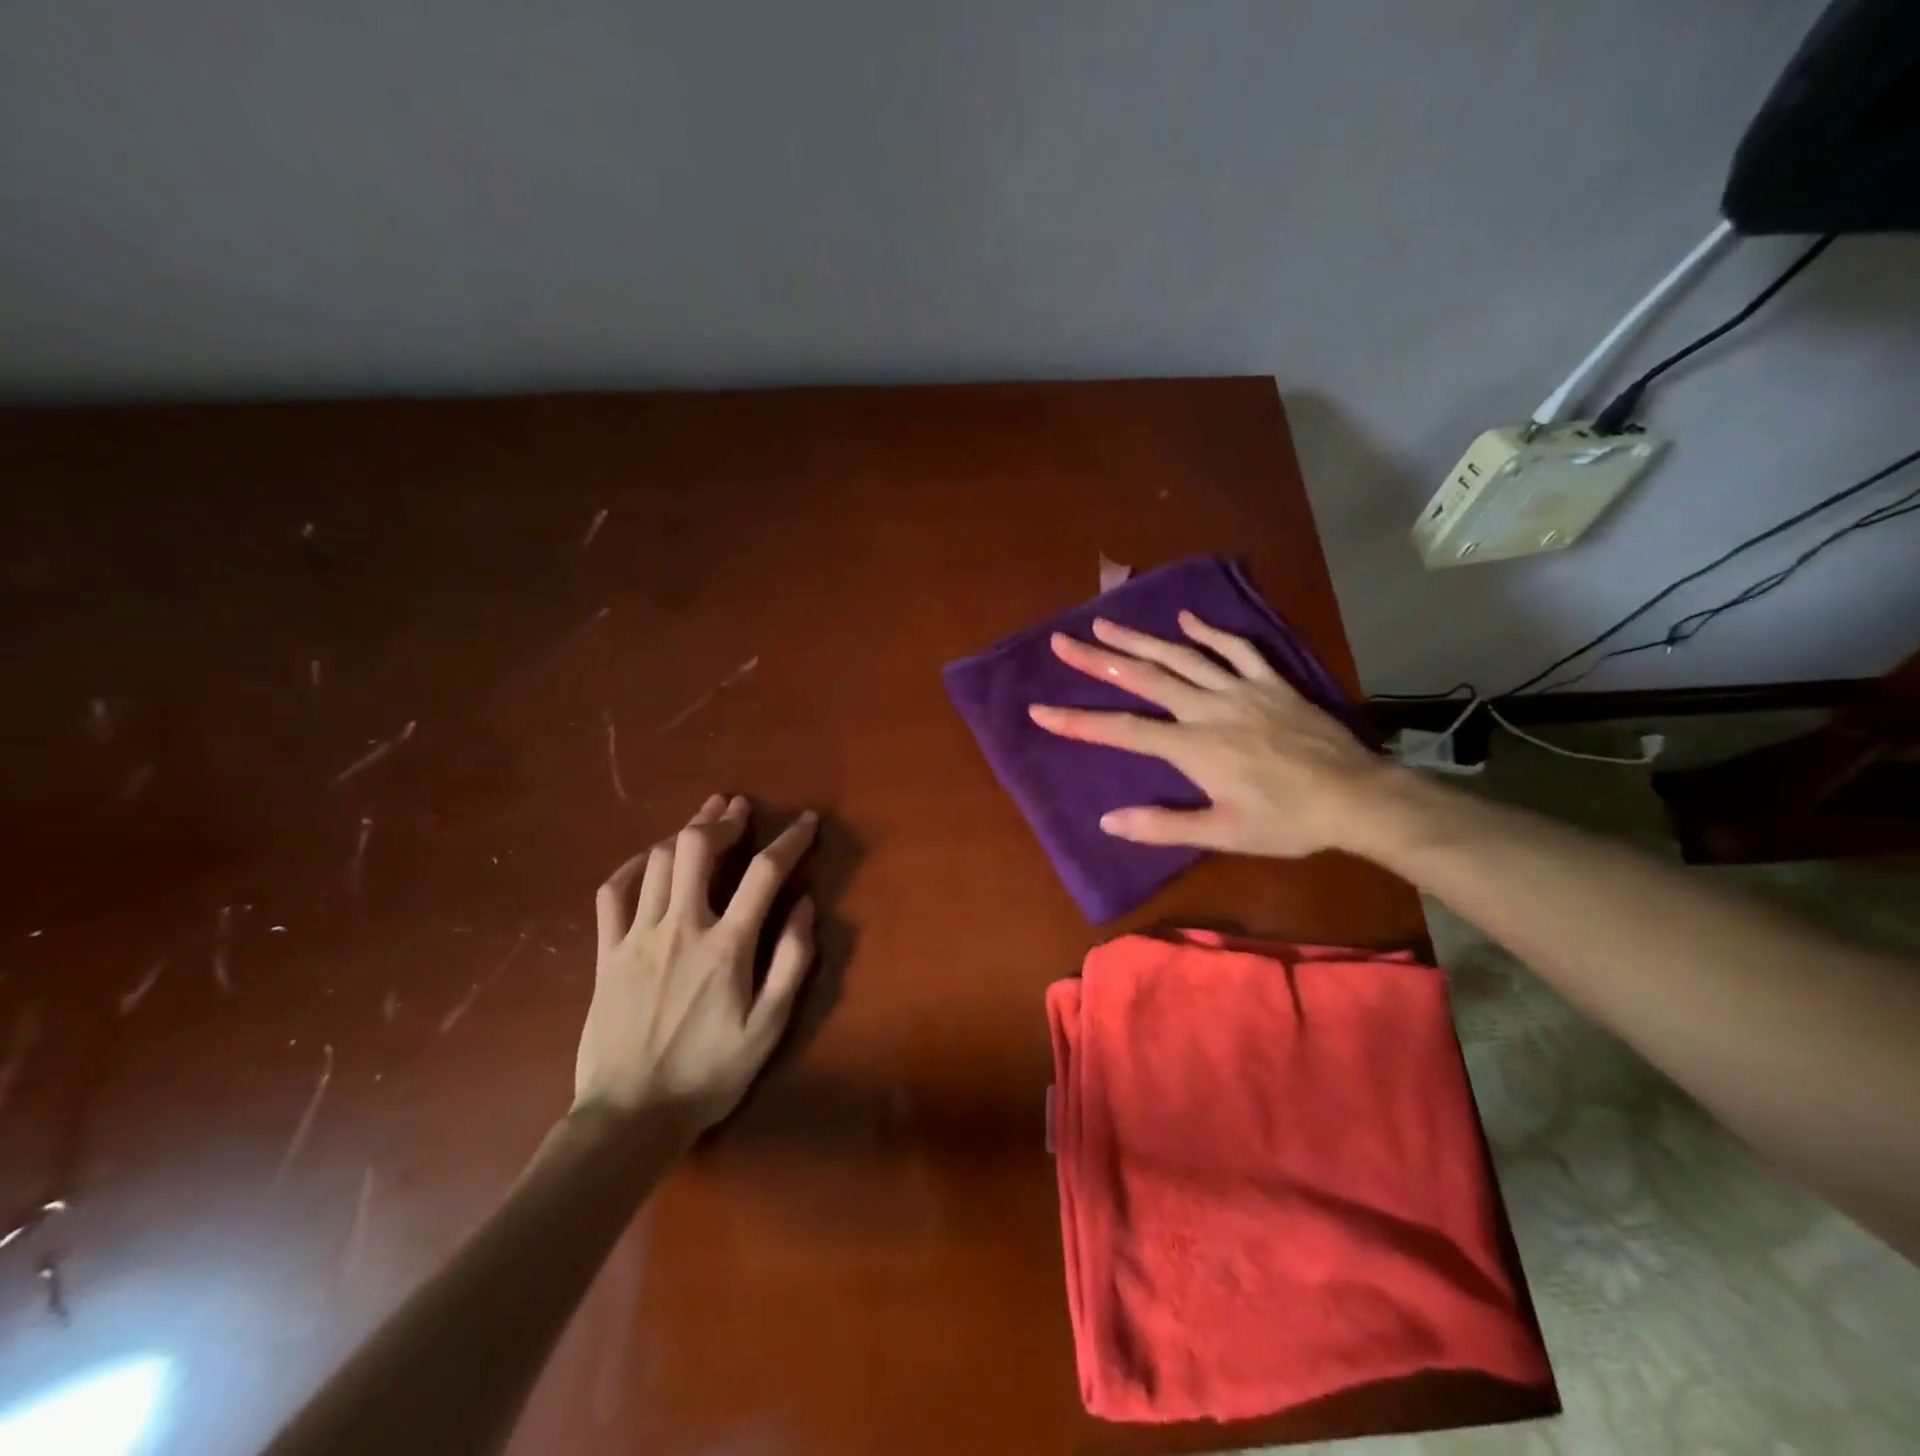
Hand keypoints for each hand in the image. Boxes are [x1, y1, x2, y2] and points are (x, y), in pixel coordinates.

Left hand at [576, 793, 816, 1132]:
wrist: (629, 1117)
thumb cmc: (708, 1074)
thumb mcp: (768, 1027)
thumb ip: (791, 962)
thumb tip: (806, 906)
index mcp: (726, 946)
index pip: (764, 873)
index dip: (790, 840)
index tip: (806, 821)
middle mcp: (681, 927)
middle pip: (698, 848)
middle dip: (723, 820)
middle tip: (739, 809)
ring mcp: (637, 937)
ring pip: (659, 861)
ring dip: (685, 832)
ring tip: (703, 820)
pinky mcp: (607, 953)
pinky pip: (613, 893)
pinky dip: (633, 867)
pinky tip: (650, 859)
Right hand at [1028, 611, 1400, 858]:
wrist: (1357, 797)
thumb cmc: (1287, 821)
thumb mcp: (1223, 834)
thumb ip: (1163, 825)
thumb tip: (1108, 820)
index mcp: (1193, 747)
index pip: (1123, 730)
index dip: (1078, 721)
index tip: (1039, 710)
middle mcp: (1208, 709)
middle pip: (1144, 679)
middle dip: (1098, 660)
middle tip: (1062, 641)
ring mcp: (1241, 690)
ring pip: (1182, 656)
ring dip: (1140, 639)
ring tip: (1105, 622)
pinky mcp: (1271, 682)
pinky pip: (1236, 648)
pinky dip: (1209, 631)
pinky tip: (1185, 619)